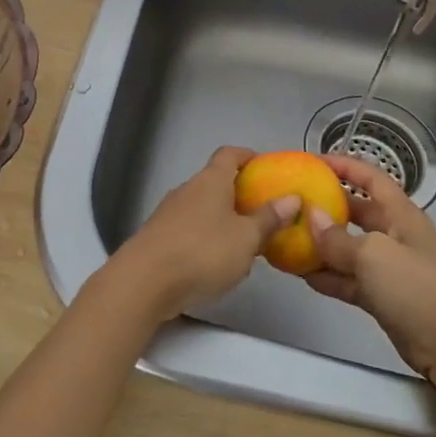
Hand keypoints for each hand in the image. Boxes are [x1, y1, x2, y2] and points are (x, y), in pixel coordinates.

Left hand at [110, 147, 301, 321]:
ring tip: (245, 245)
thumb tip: (292, 198)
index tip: (266, 167)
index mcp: (210, 180)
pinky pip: (189, 230)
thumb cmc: (202, 252)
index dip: (248, 156)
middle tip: (264, 214)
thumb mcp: (246, 238)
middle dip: (239, 195)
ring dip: (223, 221)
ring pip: (203, 209)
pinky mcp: (158, 238)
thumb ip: (269, 219)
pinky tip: (216, 265)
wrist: (144, 282)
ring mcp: (169, 213)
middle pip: (216, 182)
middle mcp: (188, 189)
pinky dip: (206, 239)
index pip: (229, 154)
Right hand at [305, 151, 435, 380]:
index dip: (344, 165)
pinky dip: (328, 277)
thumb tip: (311, 217)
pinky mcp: (383, 297)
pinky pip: (349, 279)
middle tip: (293, 203)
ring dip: (322, 246)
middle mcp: (394, 234)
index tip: (312, 161)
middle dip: (327, 206)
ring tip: (288, 240)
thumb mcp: (373, 255)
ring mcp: (389, 268)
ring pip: (349, 249)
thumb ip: (337, 238)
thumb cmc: (417, 287)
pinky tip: (303, 276)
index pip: (371, 177)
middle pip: (357, 212)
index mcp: (400, 214)